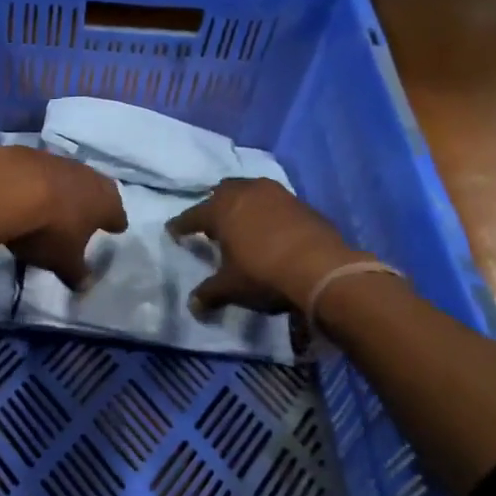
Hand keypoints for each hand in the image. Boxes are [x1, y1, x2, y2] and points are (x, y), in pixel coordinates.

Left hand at [0, 147, 126, 290]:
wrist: (6, 188)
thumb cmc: (48, 230)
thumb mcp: (63, 261)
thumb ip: (76, 273)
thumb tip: (85, 286)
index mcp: (105, 202)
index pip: (117, 214)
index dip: (115, 223)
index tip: (115, 228)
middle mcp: (88, 176)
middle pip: (97, 189)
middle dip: (93, 202)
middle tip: (88, 213)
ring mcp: (59, 161)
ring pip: (69, 176)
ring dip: (64, 189)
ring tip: (55, 203)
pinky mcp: (29, 154)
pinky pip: (39, 171)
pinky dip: (36, 181)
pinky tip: (26, 192)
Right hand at [167, 178, 369, 315]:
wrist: (321, 269)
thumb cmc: (263, 274)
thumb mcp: (231, 287)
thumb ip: (209, 293)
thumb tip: (193, 305)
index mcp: (221, 210)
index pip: (192, 216)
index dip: (181, 226)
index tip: (173, 232)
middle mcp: (246, 193)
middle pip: (222, 192)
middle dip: (213, 205)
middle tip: (210, 222)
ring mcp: (276, 194)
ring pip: (250, 191)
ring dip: (242, 203)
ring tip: (240, 220)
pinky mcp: (301, 202)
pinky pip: (274, 201)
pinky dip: (266, 211)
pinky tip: (269, 227)